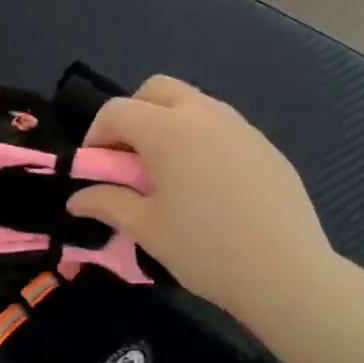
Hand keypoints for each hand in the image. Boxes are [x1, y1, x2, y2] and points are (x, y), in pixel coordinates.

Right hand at [67, 76, 339, 326]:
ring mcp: (240, 126)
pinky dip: (201, 139)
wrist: (286, 272)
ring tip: (168, 172)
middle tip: (129, 158)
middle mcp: (204, 114)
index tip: (95, 170)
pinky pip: (222, 126)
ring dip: (168, 123)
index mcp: (168, 129)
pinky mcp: (265, 145)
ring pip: (192, 104)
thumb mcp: (147, 228)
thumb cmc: (206, 248)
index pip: (117, 110)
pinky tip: (208, 184)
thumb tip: (76, 199)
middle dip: (133, 114)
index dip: (96, 136)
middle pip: (156, 90)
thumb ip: (107, 203)